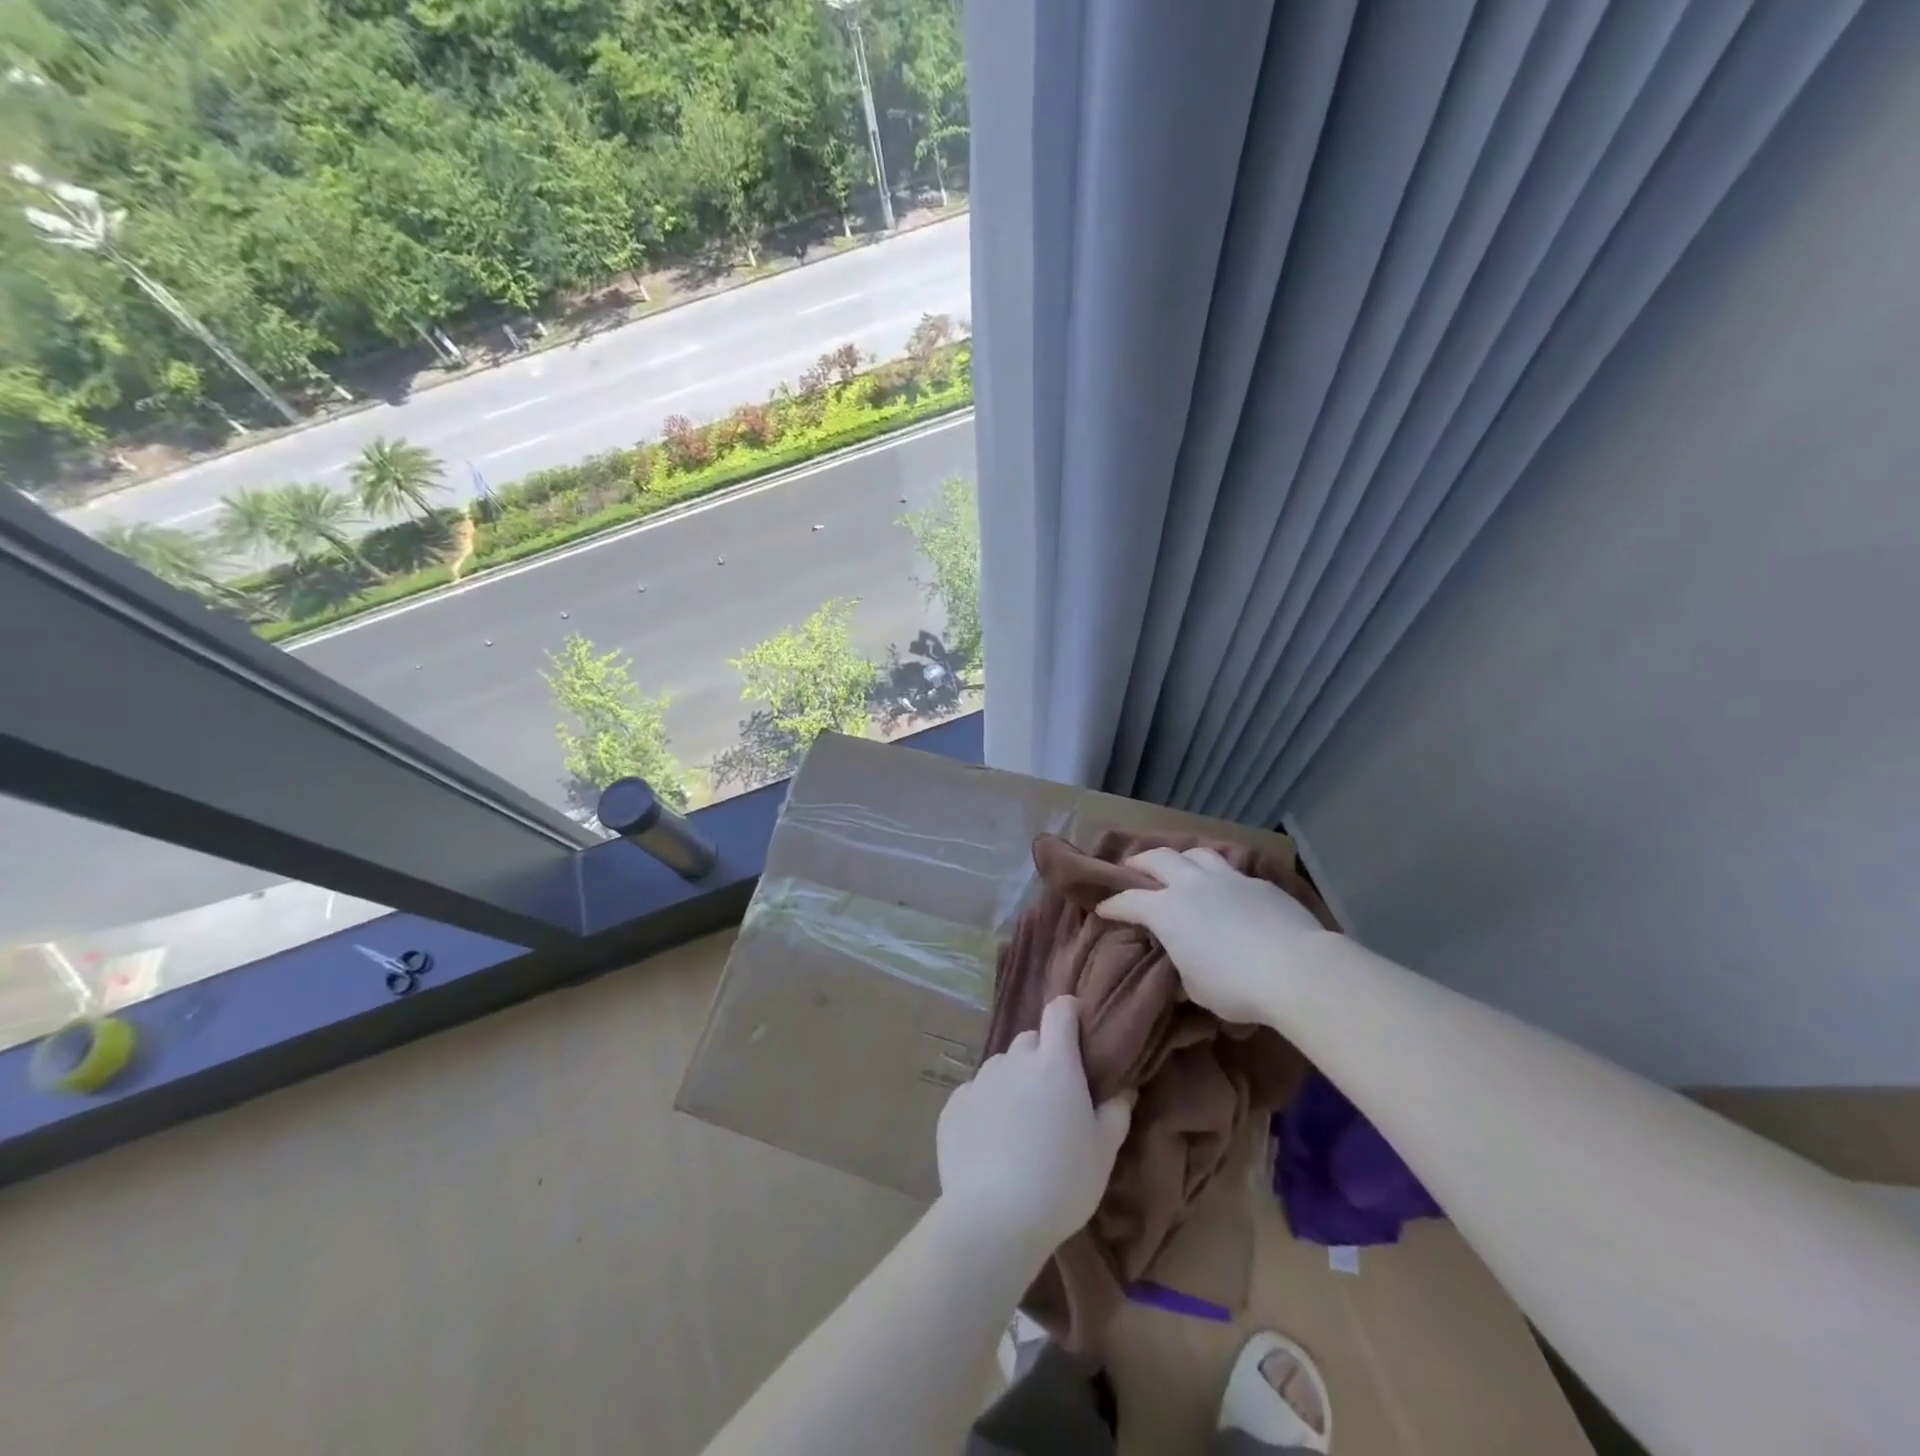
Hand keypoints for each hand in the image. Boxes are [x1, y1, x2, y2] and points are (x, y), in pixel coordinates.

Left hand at [936, 996, 1132, 1254]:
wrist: (994, 1217)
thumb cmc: (1061, 1182)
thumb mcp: (1103, 1152)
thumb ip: (1116, 1112)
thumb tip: (1124, 1088)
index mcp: (1054, 1063)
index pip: (1060, 1011)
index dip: (1069, 1012)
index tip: (1077, 1029)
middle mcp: (1014, 1061)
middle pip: (1030, 1041)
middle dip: (1043, 1057)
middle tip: (1053, 1096)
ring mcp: (980, 1080)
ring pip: (1001, 1067)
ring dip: (1013, 1082)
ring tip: (1020, 1125)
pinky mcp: (953, 1105)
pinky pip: (975, 1094)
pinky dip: (986, 1107)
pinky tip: (991, 1142)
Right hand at [1096, 846, 1332, 1024]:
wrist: (1296, 968)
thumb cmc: (1235, 985)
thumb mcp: (1196, 987)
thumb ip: (1182, 966)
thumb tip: (1182, 962)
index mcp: (1166, 910)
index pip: (1128, 902)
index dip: (1112, 905)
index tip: (1103, 908)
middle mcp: (1191, 885)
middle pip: (1158, 859)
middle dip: (1140, 862)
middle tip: (1132, 868)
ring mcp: (1227, 879)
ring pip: (1196, 854)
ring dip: (1181, 858)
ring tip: (1179, 866)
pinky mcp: (1259, 883)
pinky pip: (1231, 870)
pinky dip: (1219, 876)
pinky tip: (1225, 890)